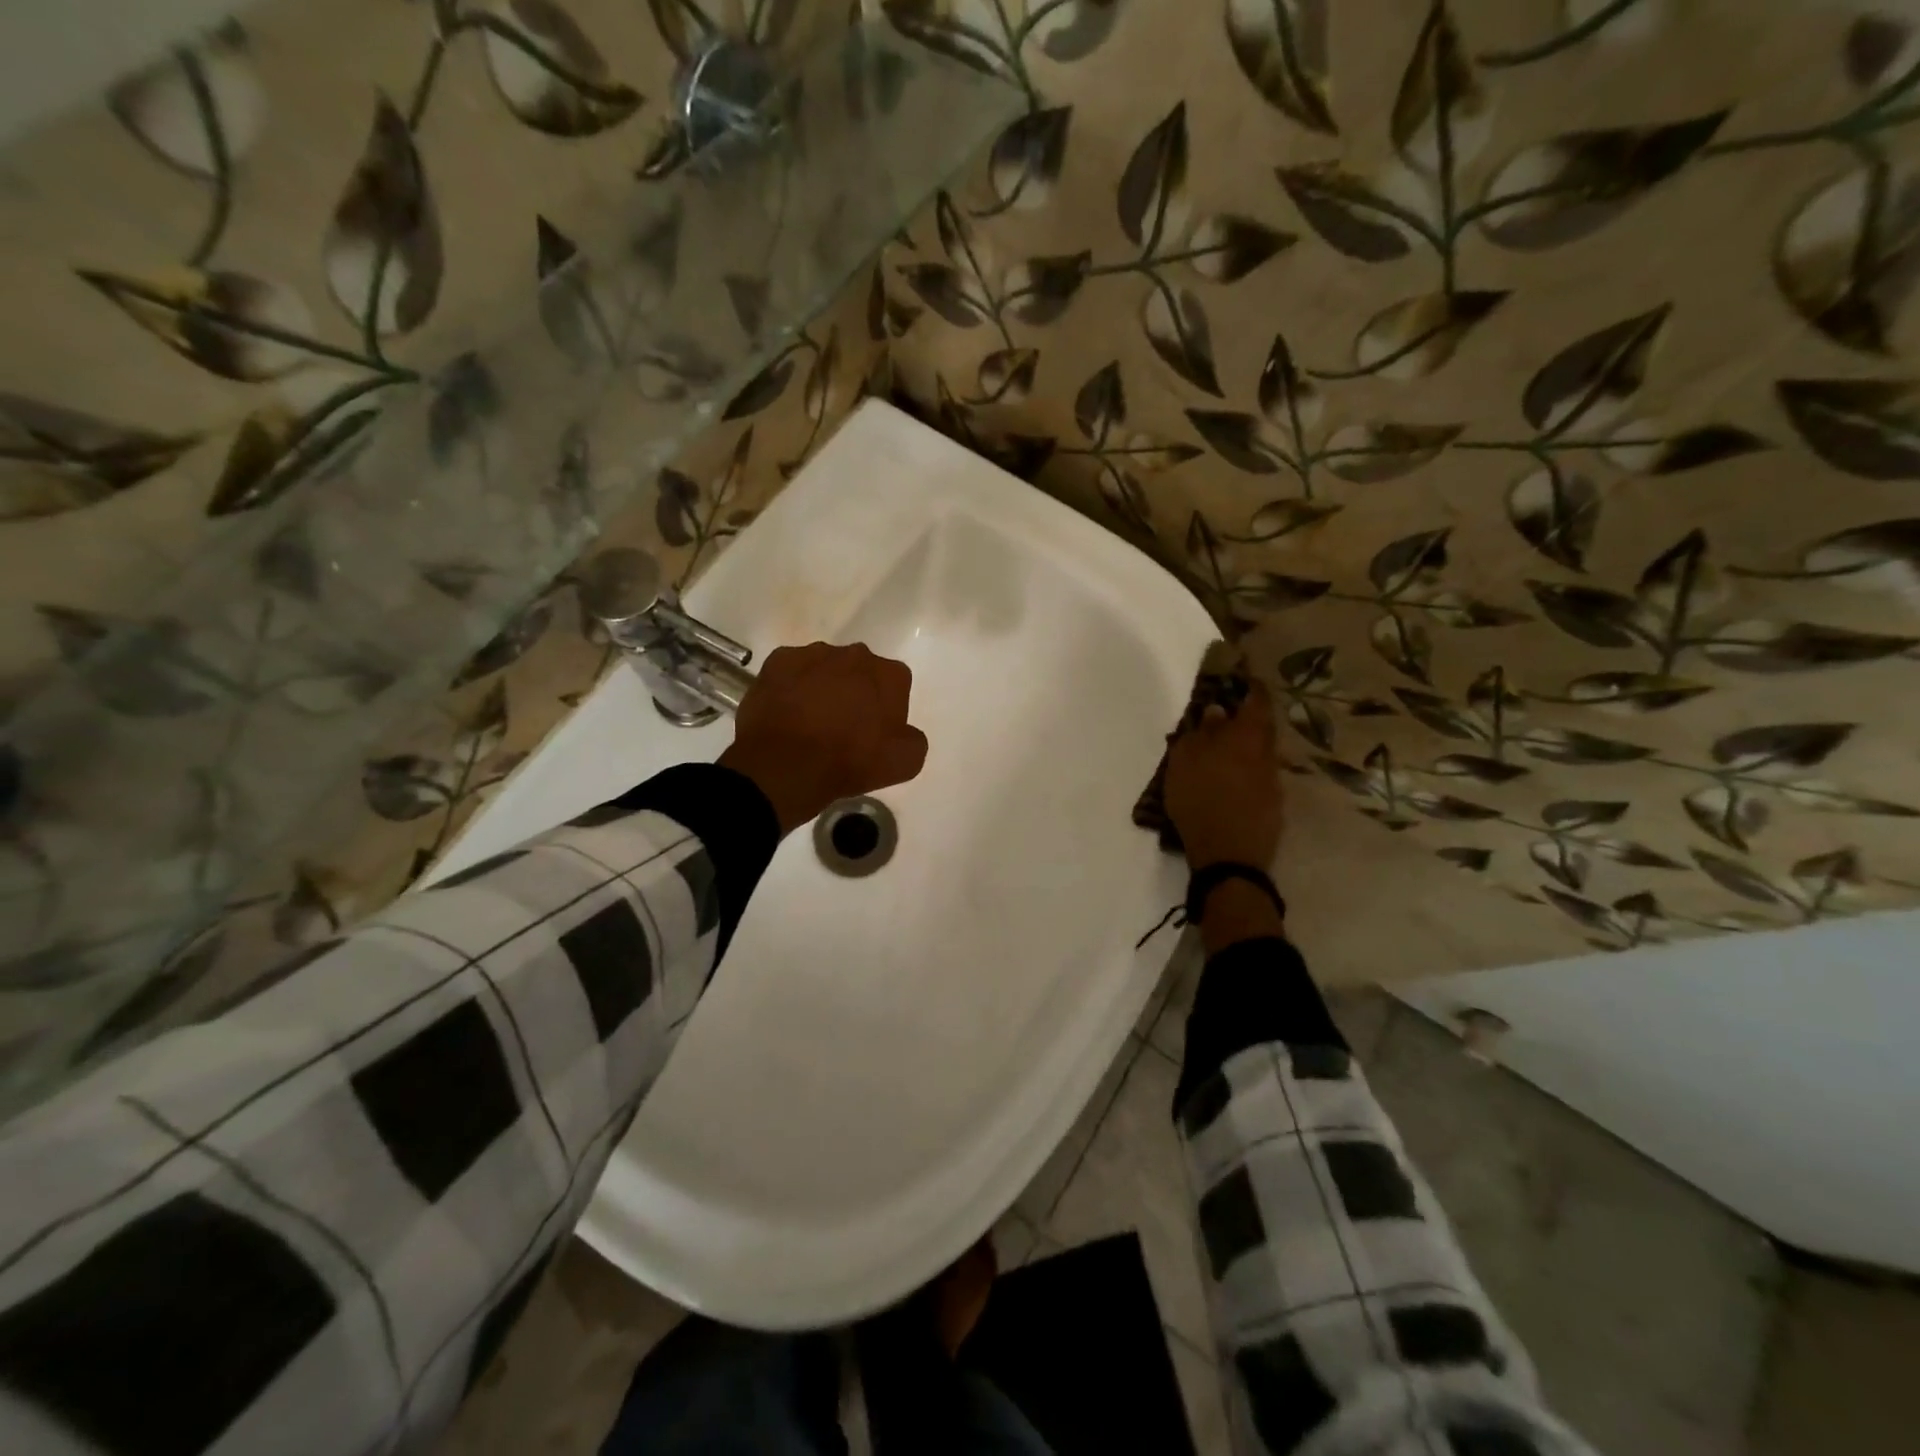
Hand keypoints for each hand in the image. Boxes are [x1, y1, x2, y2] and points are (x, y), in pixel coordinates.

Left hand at [719, 642, 929, 833]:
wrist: (786, 764)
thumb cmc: (850, 761)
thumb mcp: (905, 762)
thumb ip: (913, 739)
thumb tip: (903, 732)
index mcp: (890, 674)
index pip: (897, 684)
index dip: (887, 708)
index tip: (876, 732)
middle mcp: (855, 654)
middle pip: (861, 671)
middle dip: (856, 691)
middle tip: (844, 726)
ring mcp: (813, 654)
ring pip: (825, 668)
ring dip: (823, 686)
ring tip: (810, 721)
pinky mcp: (777, 661)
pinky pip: (791, 671)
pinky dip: (791, 686)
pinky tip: (786, 712)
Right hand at [1163, 679, 1282, 873]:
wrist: (1229, 857)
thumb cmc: (1200, 799)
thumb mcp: (1186, 760)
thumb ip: (1202, 732)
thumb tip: (1217, 711)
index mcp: (1247, 736)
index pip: (1257, 701)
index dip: (1251, 687)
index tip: (1243, 679)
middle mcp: (1267, 755)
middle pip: (1261, 729)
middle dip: (1246, 721)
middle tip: (1225, 719)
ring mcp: (1274, 784)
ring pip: (1260, 756)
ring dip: (1243, 751)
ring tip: (1220, 757)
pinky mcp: (1273, 809)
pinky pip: (1258, 781)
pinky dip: (1244, 777)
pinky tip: (1228, 787)